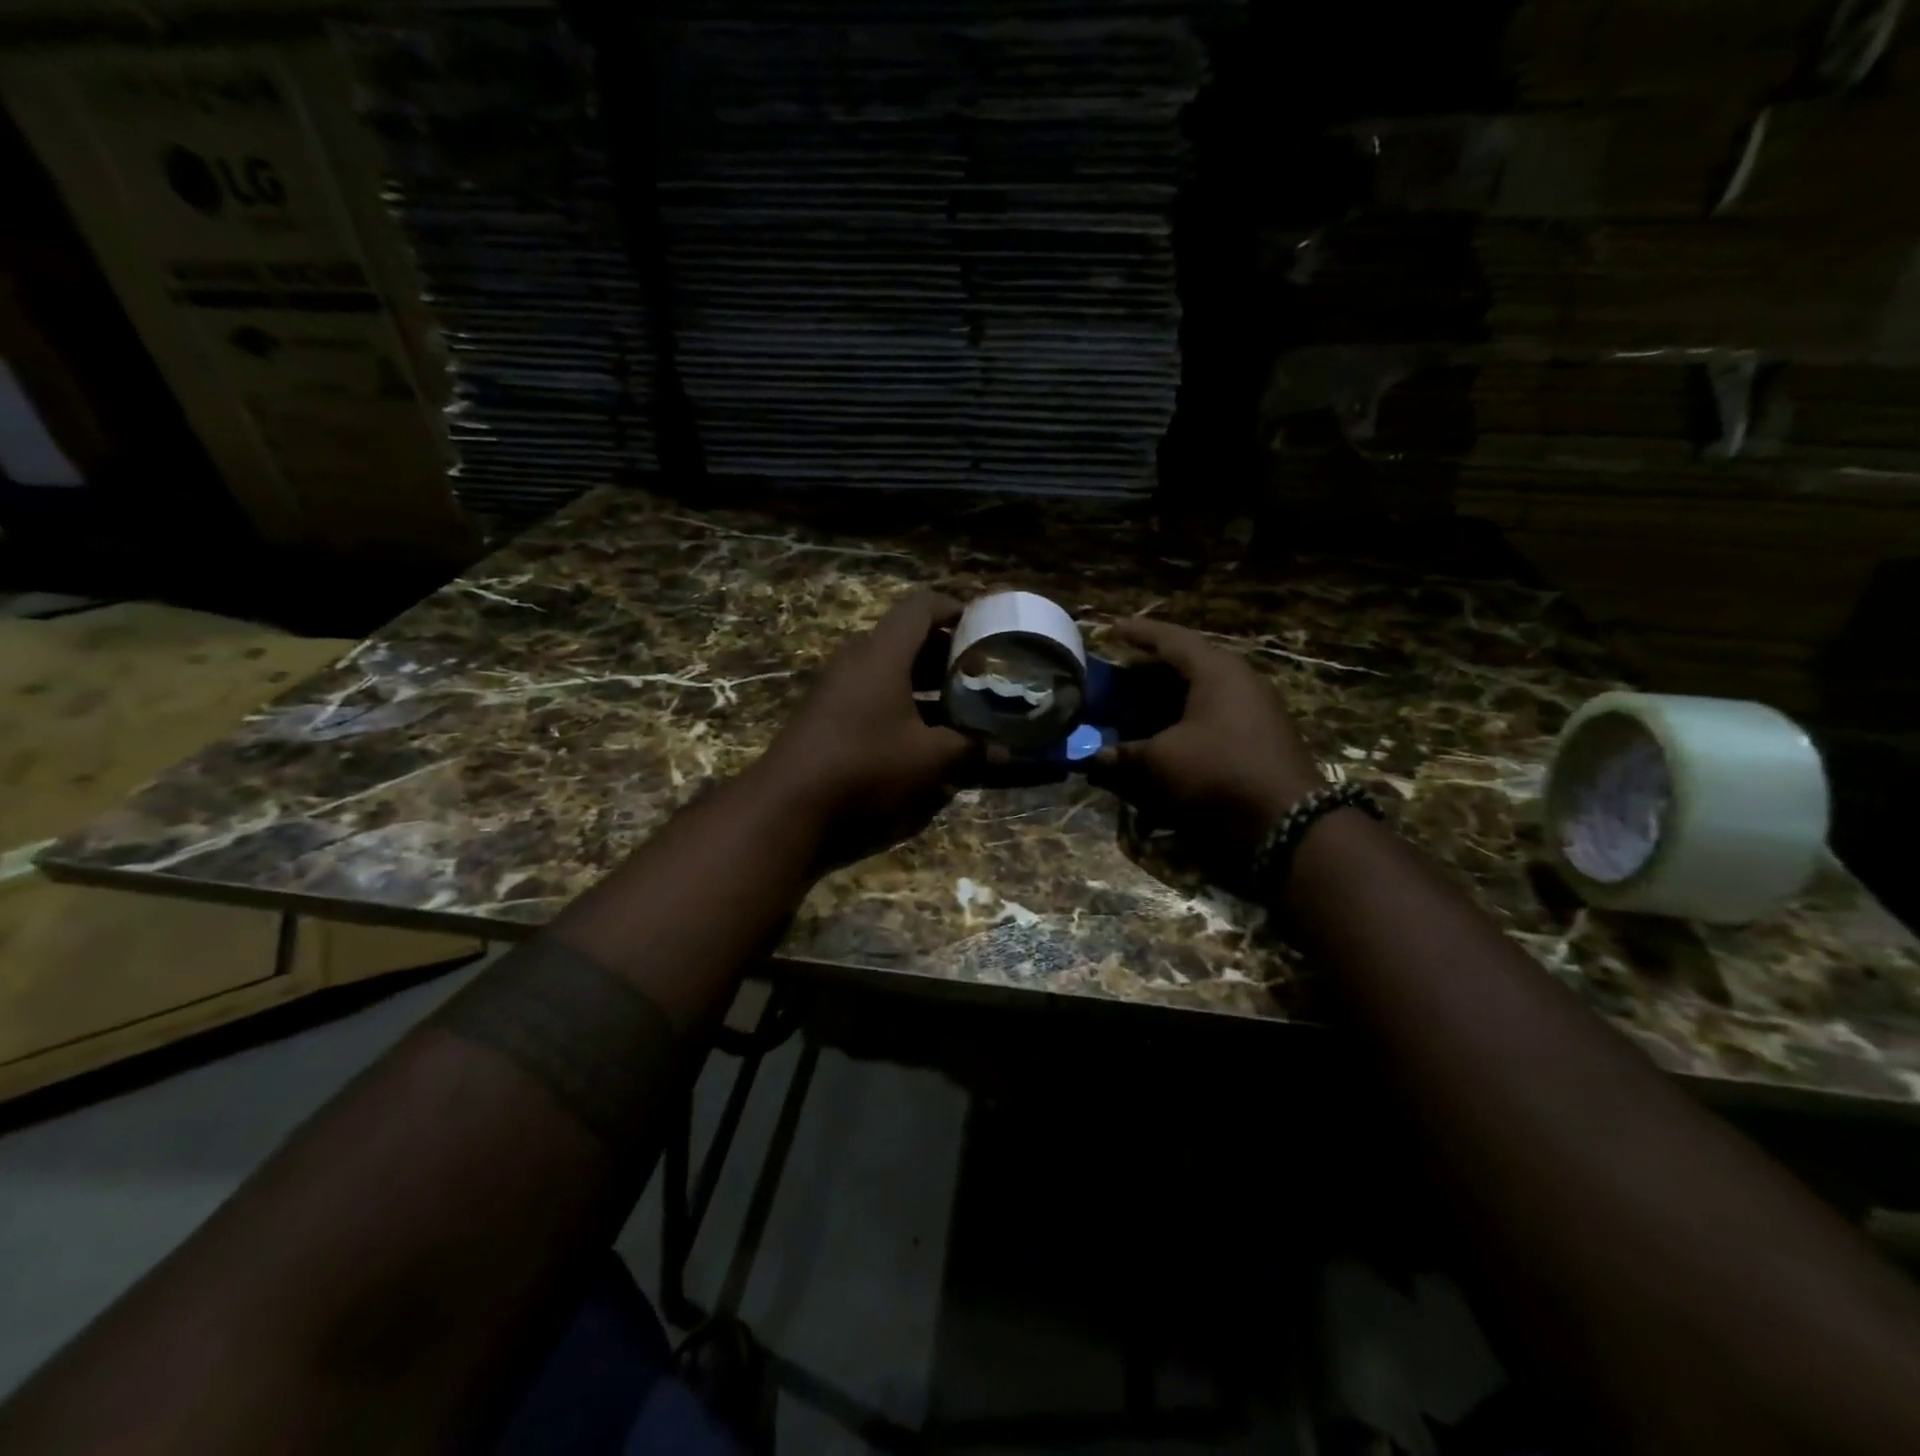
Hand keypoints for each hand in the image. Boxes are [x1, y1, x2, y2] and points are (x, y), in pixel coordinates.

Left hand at [754, 590, 975, 865]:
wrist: (790, 801)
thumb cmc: (866, 764)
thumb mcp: (929, 758)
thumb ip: (970, 749)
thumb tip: (1006, 752)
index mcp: (883, 654)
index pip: (921, 608)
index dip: (954, 609)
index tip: (983, 625)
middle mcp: (858, 660)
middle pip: (905, 637)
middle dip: (944, 650)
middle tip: (977, 670)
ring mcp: (837, 686)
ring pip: (888, 667)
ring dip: (922, 679)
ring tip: (957, 701)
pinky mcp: (827, 712)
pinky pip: (872, 691)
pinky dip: (901, 699)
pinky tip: (921, 730)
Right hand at [1089, 618, 1322, 851]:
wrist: (1287, 821)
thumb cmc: (1217, 773)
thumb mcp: (1160, 763)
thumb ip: (1123, 756)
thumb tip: (1094, 758)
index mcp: (1217, 671)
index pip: (1172, 639)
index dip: (1139, 633)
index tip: (1113, 629)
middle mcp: (1241, 681)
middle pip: (1190, 664)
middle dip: (1152, 669)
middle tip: (1121, 674)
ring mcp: (1257, 709)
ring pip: (1204, 691)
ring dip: (1170, 697)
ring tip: (1139, 705)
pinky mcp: (1262, 738)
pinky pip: (1216, 715)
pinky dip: (1187, 719)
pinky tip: (1169, 736)